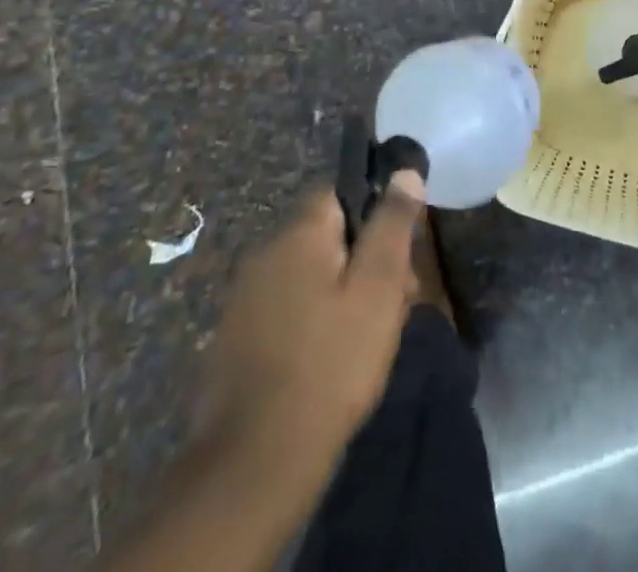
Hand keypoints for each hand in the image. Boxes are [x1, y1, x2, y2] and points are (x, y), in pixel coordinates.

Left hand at [199, 173, 426, 480]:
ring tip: (365, 338)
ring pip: (307, 275)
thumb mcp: (379, 288)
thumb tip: (404, 171)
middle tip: (391, 303)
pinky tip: (327, 360)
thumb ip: (392, 224)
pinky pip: (285, 309)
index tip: (396, 251)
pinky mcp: (233, 341)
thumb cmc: (331, 363)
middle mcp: (263, 254)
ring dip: (338, 293)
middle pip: (325, 235)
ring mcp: (243, 299)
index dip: (374, 213)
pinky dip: (310, 322)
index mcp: (298, 233)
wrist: (255, 466)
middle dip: (361, 259)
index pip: (339, 191)